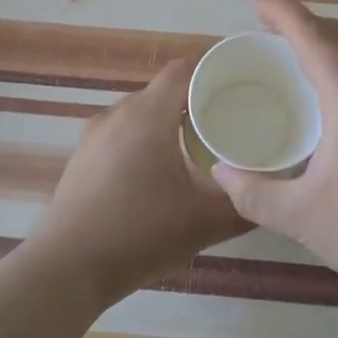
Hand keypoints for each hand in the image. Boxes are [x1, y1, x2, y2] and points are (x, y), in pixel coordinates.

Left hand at [30, 58, 247, 302]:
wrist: (66, 269)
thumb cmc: (140, 233)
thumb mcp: (204, 223)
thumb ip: (243, 205)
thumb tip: (270, 195)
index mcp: (148, 114)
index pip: (184, 69)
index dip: (214, 71)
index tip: (242, 85)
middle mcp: (118, 113)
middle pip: (164, 91)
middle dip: (196, 101)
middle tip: (229, 120)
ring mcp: (94, 135)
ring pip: (141, 113)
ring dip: (169, 123)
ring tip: (198, 148)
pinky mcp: (82, 158)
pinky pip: (122, 134)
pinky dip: (145, 141)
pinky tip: (159, 174)